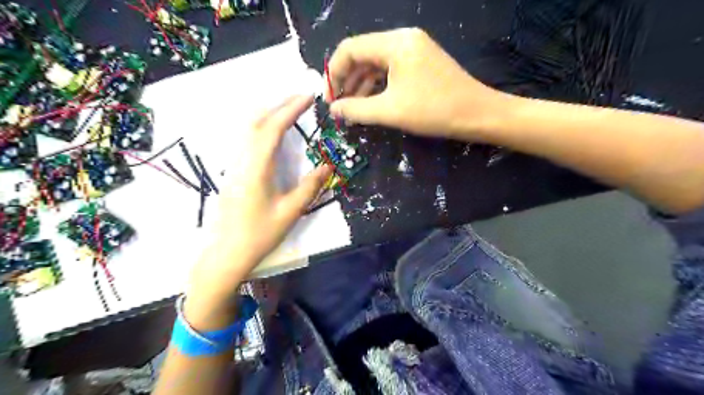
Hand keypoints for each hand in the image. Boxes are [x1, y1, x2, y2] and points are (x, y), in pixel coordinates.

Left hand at [185, 94, 331, 326]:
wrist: (227, 253)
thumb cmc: (259, 235)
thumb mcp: (290, 212)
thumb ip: (309, 187)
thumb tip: (327, 167)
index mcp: (257, 168)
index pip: (273, 129)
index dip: (290, 110)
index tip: (307, 97)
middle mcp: (242, 161)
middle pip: (256, 122)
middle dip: (278, 105)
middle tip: (300, 99)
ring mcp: (234, 166)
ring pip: (248, 129)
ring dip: (268, 114)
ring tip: (289, 109)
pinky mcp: (233, 172)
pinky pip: (245, 140)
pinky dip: (260, 127)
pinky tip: (272, 132)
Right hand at [327, 27, 508, 137]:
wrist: (478, 115)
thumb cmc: (434, 110)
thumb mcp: (390, 111)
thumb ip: (356, 109)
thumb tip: (333, 110)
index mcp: (395, 43)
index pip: (350, 49)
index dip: (333, 74)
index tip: (329, 100)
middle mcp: (403, 39)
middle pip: (362, 56)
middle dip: (347, 82)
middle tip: (339, 108)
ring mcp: (414, 50)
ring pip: (376, 65)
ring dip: (361, 87)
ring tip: (352, 110)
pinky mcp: (420, 63)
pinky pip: (390, 72)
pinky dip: (377, 88)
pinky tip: (371, 104)